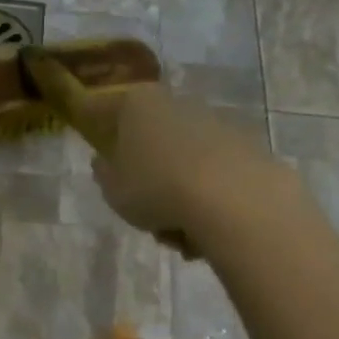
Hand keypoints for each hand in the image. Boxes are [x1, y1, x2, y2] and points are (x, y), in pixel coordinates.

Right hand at [75, 84, 269, 253]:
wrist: (232, 198)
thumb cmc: (157, 188)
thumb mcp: (114, 190)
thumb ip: (104, 174)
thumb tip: (104, 162)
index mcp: (138, 104)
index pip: (105, 109)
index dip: (95, 126)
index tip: (94, 148)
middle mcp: (177, 102)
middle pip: (151, 140)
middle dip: (147, 177)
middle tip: (141, 211)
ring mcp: (214, 122)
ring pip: (182, 163)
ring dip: (176, 197)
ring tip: (175, 235)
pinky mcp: (244, 146)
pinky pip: (211, 176)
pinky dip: (204, 201)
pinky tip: (201, 233)